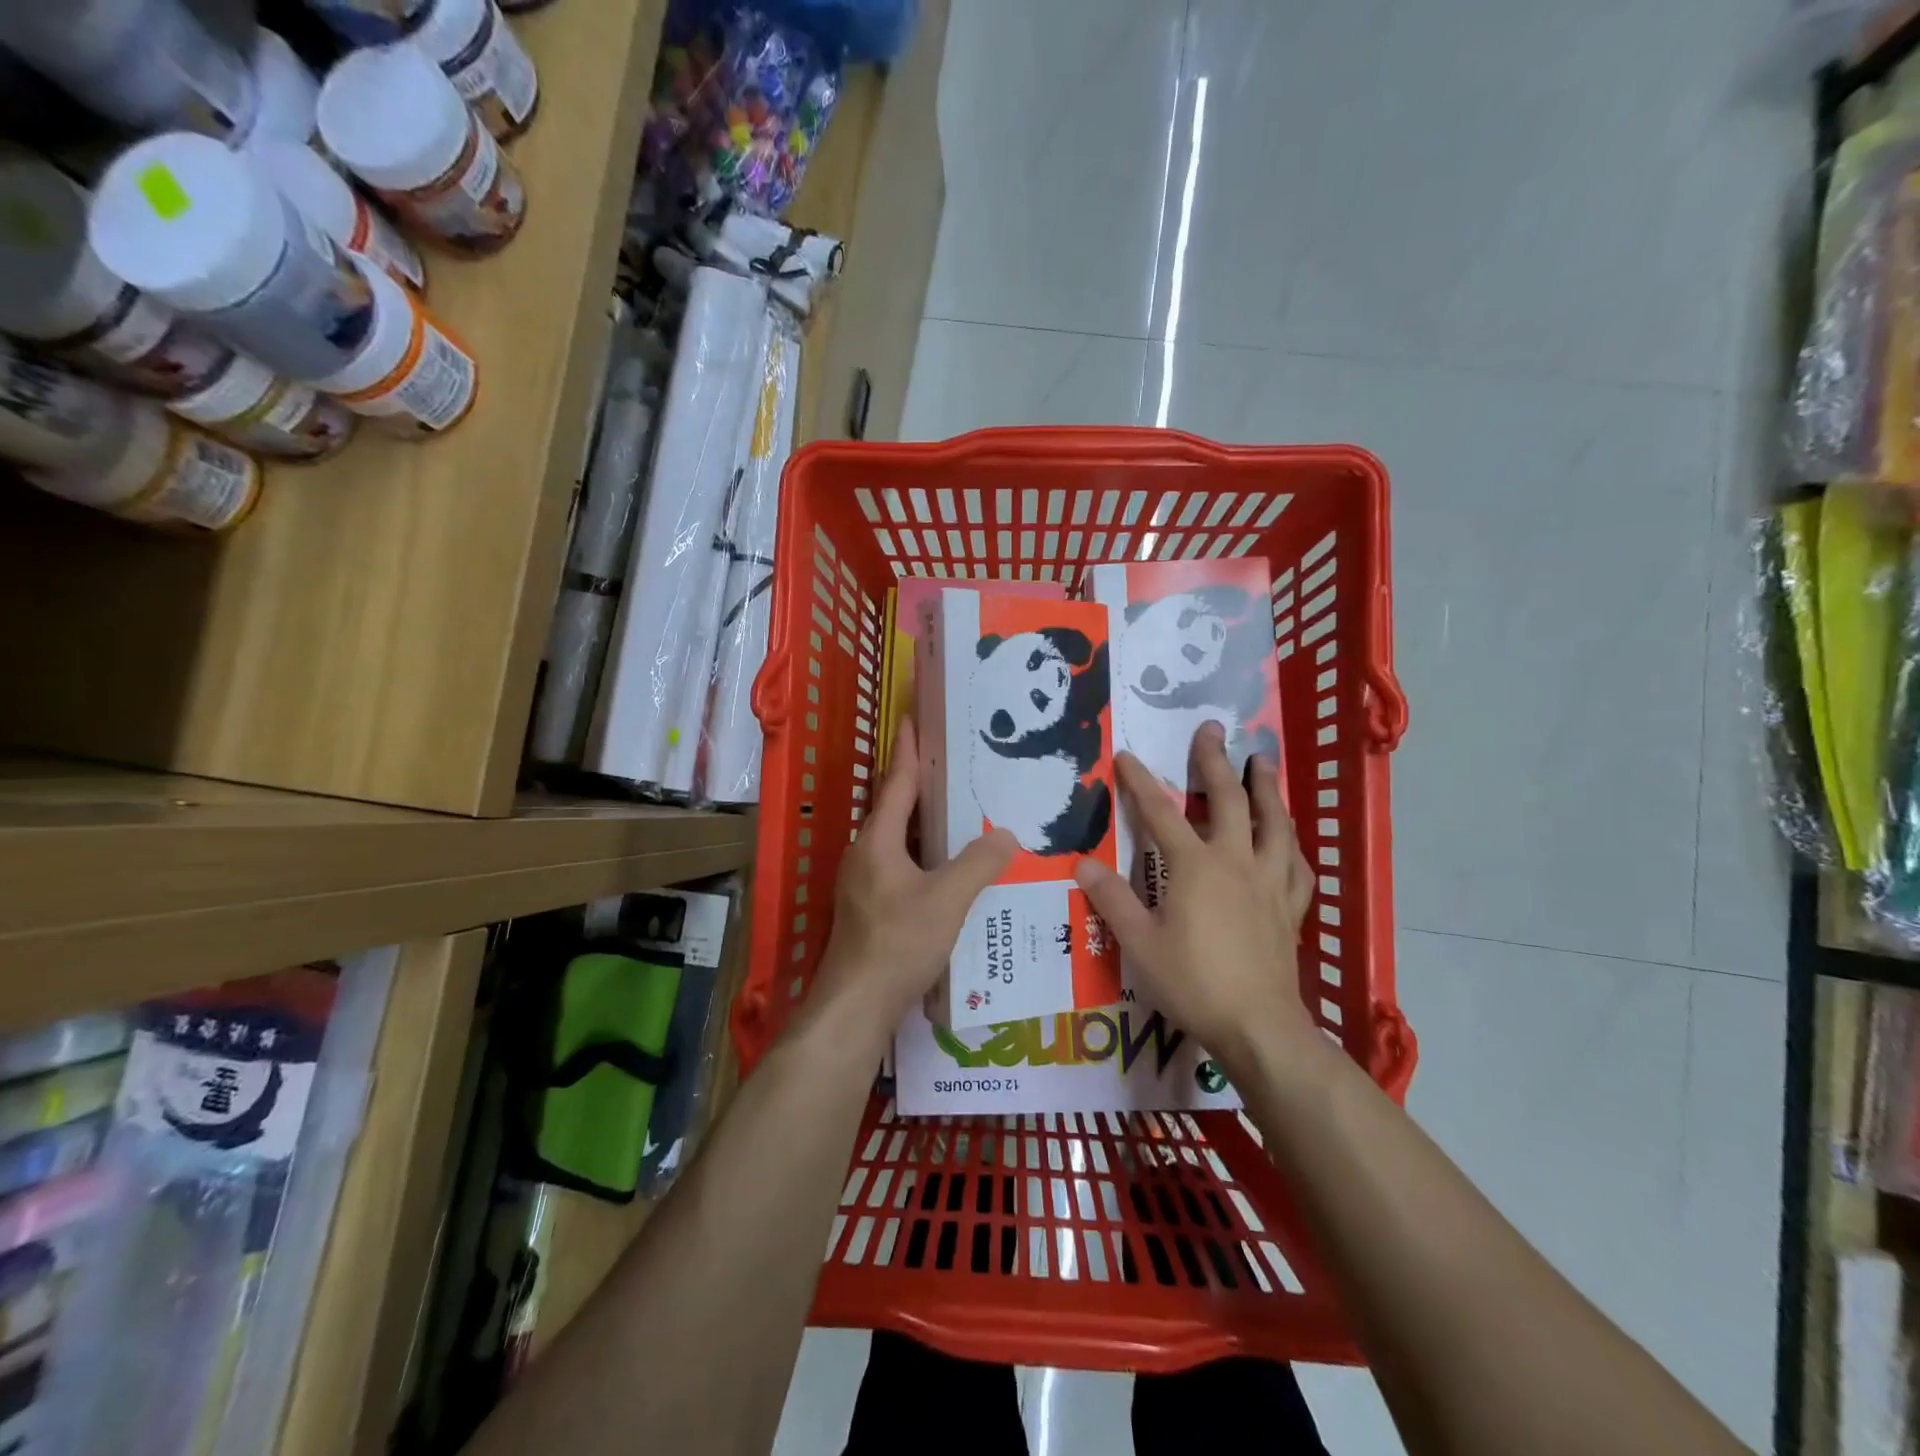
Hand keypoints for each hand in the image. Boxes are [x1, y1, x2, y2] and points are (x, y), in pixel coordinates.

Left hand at [806, 717, 1015, 1047]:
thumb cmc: (897, 943)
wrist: (855, 1006)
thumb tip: (1008, 835)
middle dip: (920, 782)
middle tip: (953, 762)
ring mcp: (863, 881)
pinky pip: (900, 863)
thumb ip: (978, 864)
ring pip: (897, 838)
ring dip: (923, 820)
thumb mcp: (946, 900)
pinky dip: (923, 852)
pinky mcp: (869, 906)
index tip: (915, 717)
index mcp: (877, 841)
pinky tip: (949, 866)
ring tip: (959, 809)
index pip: (898, 782)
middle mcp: (864, 853)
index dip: (910, 749)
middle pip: (894, 807)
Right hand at [1074, 721, 1316, 1076]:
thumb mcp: (1139, 943)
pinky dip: (1292, 846)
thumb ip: (1112, 900)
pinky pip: (1297, 866)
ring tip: (1263, 762)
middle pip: (1228, 800)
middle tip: (1213, 729)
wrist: (1258, 1026)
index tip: (1125, 755)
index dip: (1140, 782)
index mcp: (1195, 866)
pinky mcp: (1290, 908)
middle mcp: (1236, 862)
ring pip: (1274, 823)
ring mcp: (1269, 883)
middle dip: (1216, 762)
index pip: (1160, 813)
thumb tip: (1082, 864)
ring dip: (1267, 788)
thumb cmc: (1192, 982)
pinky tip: (1290, 841)